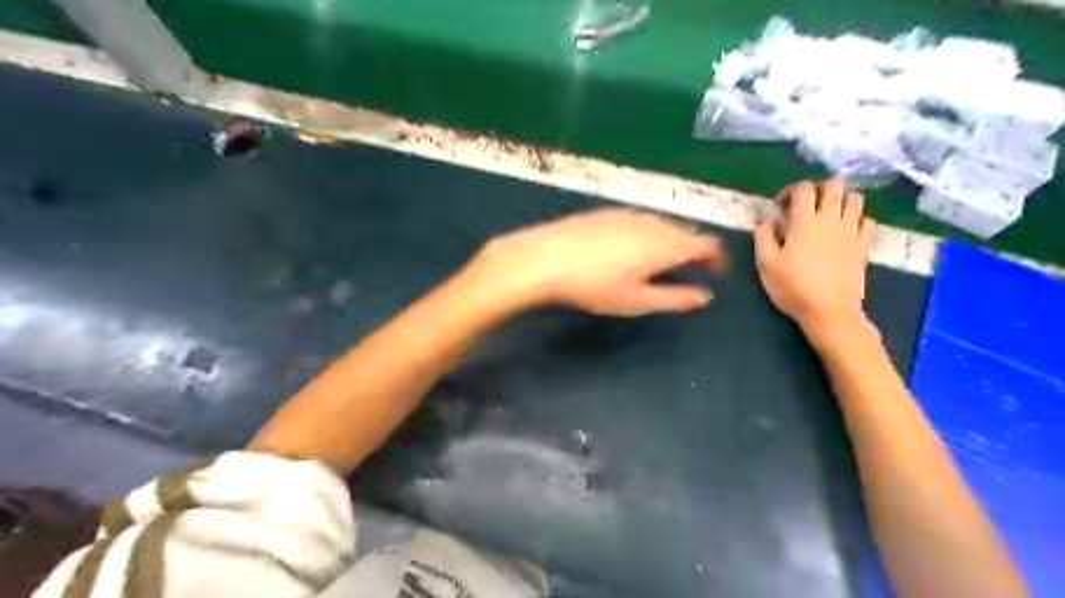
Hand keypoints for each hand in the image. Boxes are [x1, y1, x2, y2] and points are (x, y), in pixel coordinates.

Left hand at [468, 208, 728, 316]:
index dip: (718, 259)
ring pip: (663, 225)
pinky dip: (649, 235)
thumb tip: (706, 296)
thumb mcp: (638, 301)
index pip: (707, 245)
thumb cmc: (595, 285)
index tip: (718, 274)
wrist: (546, 257)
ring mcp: (628, 213)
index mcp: (667, 243)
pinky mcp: (607, 212)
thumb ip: (676, 298)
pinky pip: (640, 221)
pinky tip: (633, 249)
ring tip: (665, 263)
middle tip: (693, 272)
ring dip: (672, 242)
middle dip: (695, 252)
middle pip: (686, 233)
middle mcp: (653, 222)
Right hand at [746, 178, 872, 335]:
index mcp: (804, 221)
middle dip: (818, 188)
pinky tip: (845, 230)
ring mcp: (851, 231)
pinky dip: (857, 219)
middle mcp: (830, 219)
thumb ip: (763, 235)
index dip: (790, 191)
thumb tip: (766, 218)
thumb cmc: (792, 287)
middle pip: (834, 186)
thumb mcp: (765, 263)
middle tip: (806, 204)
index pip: (802, 189)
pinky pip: (867, 221)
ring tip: (827, 214)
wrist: (828, 310)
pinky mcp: (863, 245)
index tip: (780, 206)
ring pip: (855, 198)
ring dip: (840, 200)